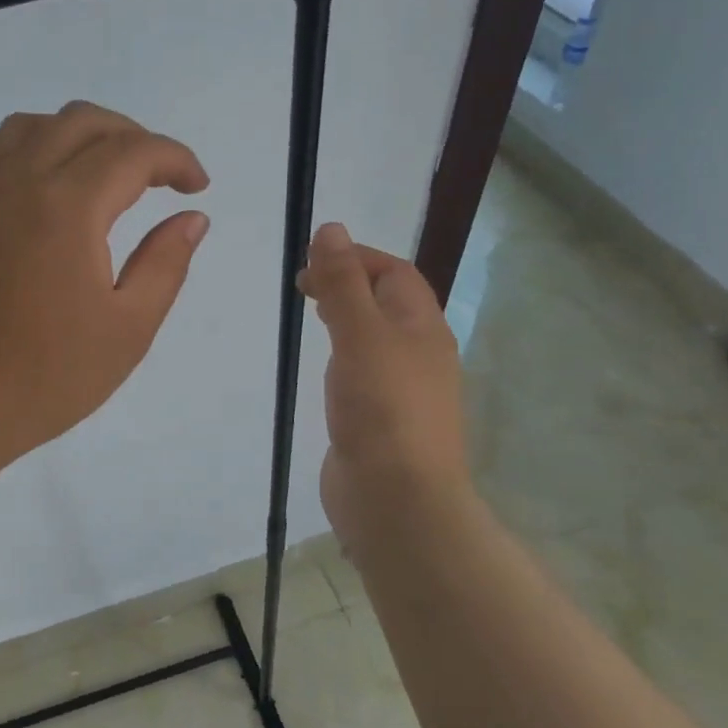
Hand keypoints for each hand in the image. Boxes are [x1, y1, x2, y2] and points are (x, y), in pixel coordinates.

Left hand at [0, 101, 210, 469]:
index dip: (175, 159)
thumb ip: (165, 263)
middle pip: (82, 122)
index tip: (197, 187)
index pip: (132, 152)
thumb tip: (192, 218)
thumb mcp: (128, 328)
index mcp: (67, 207)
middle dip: (132, 137)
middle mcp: (19, 182)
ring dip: (79, 134)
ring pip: (33, 126)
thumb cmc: (47, 376)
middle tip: (160, 178)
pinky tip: (47, 188)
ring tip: (105, 172)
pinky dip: (32, 149)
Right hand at [297, 222, 470, 545]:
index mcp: (423, 327)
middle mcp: (419, 354)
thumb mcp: (360, 334)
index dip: (356, 257)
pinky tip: (323, 369)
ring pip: (375, 338)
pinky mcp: (381, 420)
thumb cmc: (382, 408)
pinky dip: (342, 357)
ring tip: (311, 316)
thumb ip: (343, 282)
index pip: (395, 273)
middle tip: (304, 287)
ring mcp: (401, 390)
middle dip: (349, 284)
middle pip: (387, 303)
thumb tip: (330, 229)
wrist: (396, 499)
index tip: (310, 259)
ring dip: (346, 319)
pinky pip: (363, 373)